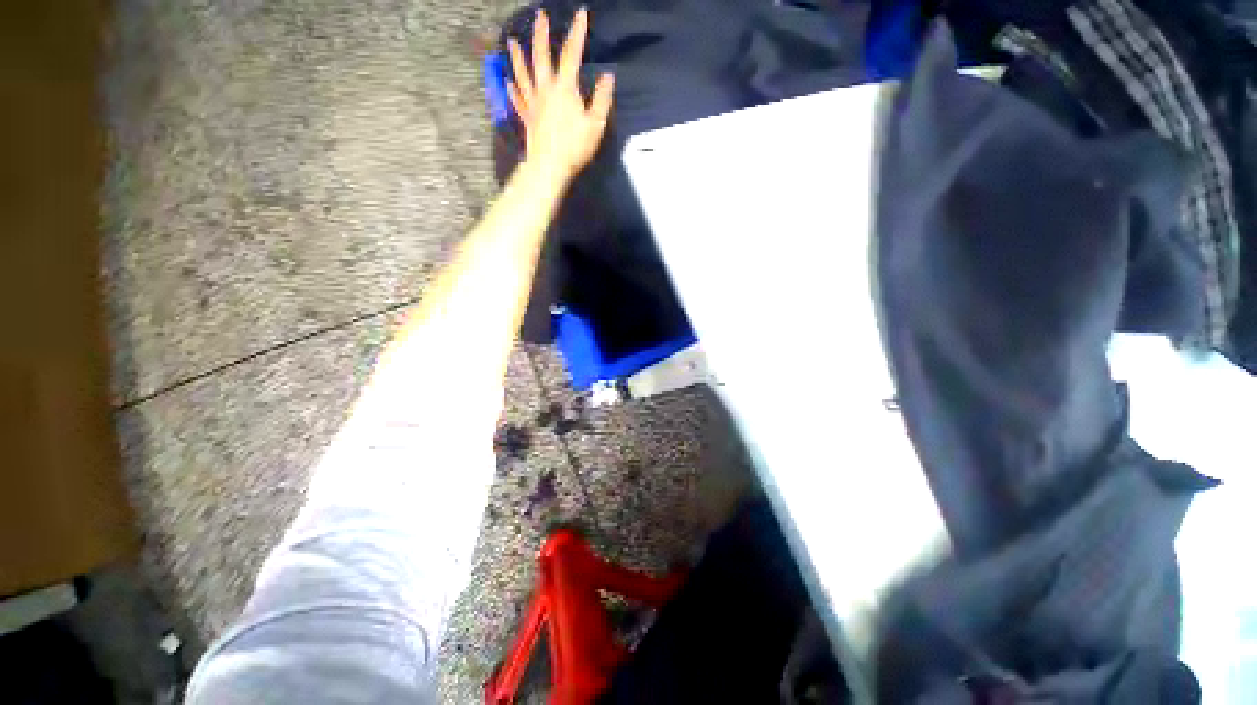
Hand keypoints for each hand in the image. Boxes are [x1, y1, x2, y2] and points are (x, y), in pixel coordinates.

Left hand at [507, 8, 614, 182]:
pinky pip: (518, 99)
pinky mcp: (527, 117)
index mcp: (564, 88)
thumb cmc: (575, 147)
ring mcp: (533, 103)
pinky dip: (513, 88)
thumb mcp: (596, 125)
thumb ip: (602, 99)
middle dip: (541, 34)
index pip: (571, 53)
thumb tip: (607, 77)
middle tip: (539, 16)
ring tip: (512, 41)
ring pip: (523, 74)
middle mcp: (545, 89)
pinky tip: (509, 81)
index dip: (577, 33)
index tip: (581, 14)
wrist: (550, 167)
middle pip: (541, 56)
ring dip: (517, 56)